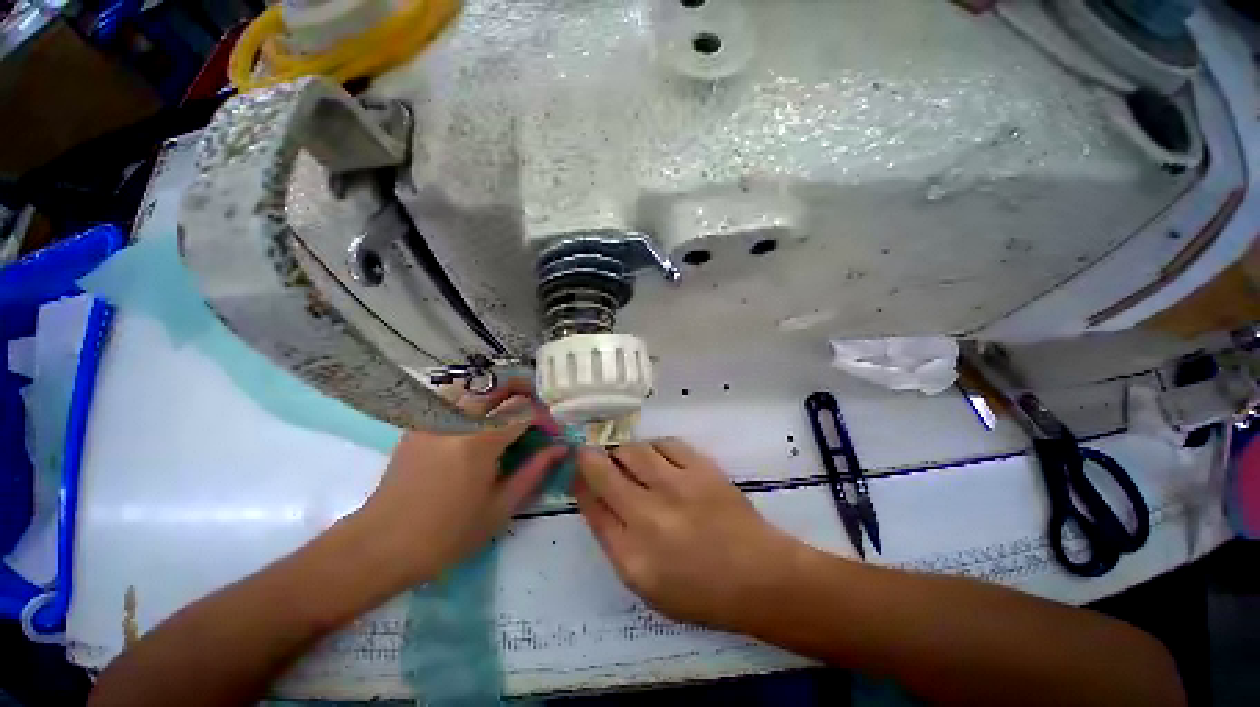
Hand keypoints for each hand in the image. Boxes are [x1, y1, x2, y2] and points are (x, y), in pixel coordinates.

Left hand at [348, 380, 566, 587]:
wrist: (382, 546)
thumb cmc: (447, 534)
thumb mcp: (501, 507)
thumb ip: (535, 471)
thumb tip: (560, 448)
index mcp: (480, 441)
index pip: (525, 409)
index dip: (545, 417)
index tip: (553, 434)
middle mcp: (457, 419)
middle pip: (501, 385)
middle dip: (527, 392)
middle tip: (536, 413)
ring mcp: (434, 417)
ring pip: (477, 386)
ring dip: (501, 393)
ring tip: (512, 412)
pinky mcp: (421, 422)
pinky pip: (455, 398)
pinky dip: (477, 400)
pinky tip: (481, 421)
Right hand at [574, 439, 800, 630]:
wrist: (759, 576)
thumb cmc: (701, 591)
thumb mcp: (647, 585)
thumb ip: (616, 542)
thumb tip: (597, 500)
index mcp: (631, 555)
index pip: (591, 506)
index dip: (579, 483)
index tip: (576, 472)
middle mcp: (648, 516)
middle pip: (603, 471)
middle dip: (589, 457)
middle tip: (591, 454)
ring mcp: (676, 487)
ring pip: (633, 450)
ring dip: (623, 452)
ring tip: (629, 460)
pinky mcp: (701, 468)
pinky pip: (665, 443)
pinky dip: (655, 448)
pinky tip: (658, 458)